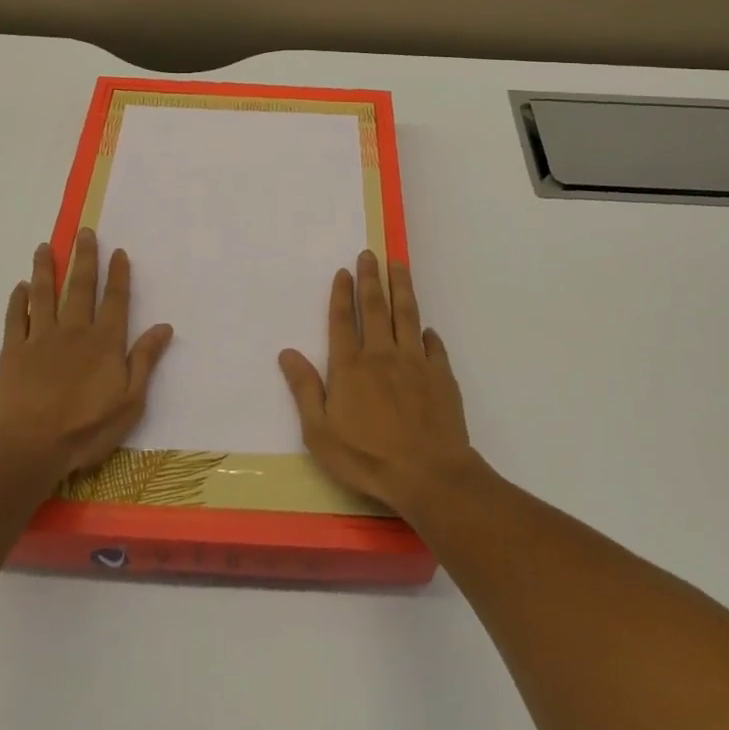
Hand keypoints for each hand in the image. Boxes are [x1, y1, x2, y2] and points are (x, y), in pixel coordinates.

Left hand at [0, 229, 173, 480]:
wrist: (26, 449)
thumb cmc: (84, 430)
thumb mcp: (129, 403)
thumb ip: (145, 361)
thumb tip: (164, 326)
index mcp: (104, 342)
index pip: (115, 300)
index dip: (118, 274)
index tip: (118, 251)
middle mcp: (74, 331)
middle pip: (80, 287)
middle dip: (84, 258)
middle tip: (84, 232)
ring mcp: (40, 339)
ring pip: (44, 294)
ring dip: (45, 269)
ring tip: (45, 247)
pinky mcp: (13, 352)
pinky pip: (16, 319)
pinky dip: (18, 301)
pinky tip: (20, 287)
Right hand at [278, 251, 476, 518]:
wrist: (428, 475)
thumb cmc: (367, 458)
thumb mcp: (321, 433)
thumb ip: (305, 390)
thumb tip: (287, 353)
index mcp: (350, 367)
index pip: (343, 320)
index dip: (342, 294)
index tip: (344, 271)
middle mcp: (381, 355)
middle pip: (375, 308)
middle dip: (371, 278)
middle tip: (370, 254)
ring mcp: (415, 363)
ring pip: (407, 315)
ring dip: (402, 288)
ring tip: (399, 265)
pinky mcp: (441, 376)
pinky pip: (434, 346)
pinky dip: (429, 334)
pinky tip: (427, 328)